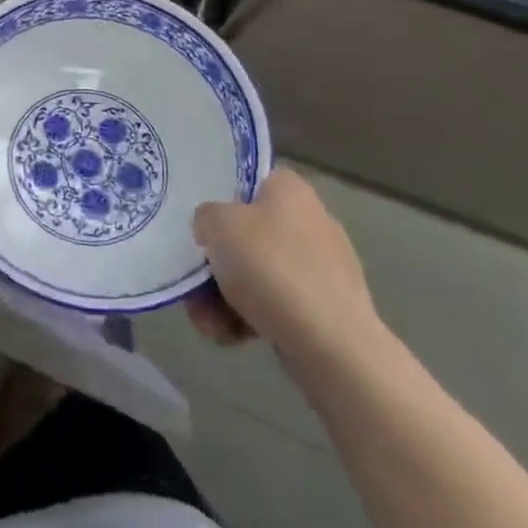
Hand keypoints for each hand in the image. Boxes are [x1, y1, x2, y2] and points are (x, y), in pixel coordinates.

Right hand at [188, 168, 381, 376]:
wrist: (333, 347)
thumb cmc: (272, 268)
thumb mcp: (218, 224)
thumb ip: (206, 216)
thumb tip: (213, 229)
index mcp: (291, 190)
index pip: (250, 180)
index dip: (220, 198)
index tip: (201, 224)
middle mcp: (311, 222)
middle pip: (247, 234)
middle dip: (216, 263)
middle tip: (194, 284)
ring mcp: (322, 269)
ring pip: (257, 274)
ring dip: (224, 297)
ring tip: (207, 322)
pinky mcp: (326, 311)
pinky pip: (276, 306)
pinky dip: (250, 319)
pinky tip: (230, 336)